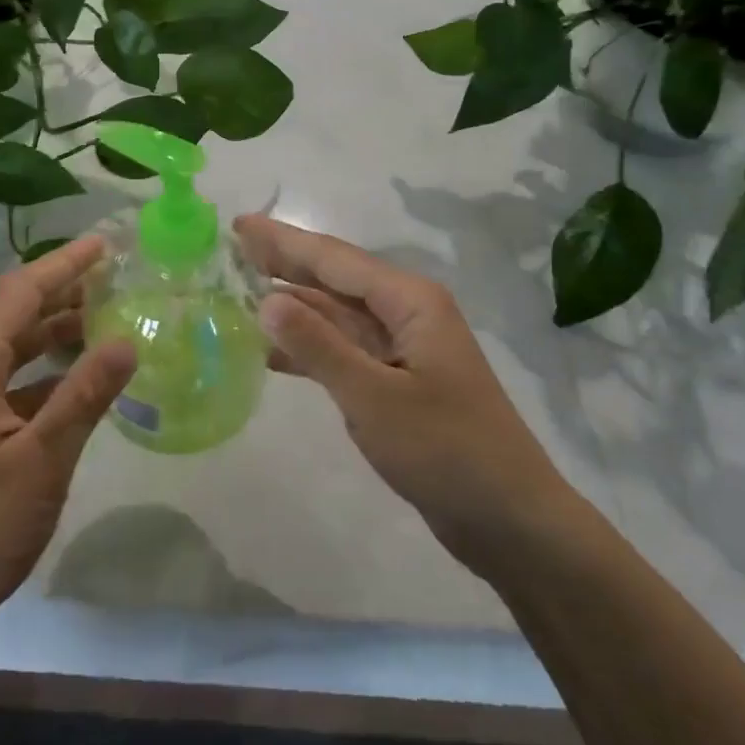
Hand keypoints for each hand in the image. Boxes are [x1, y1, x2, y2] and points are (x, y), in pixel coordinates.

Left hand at [0, 237, 135, 666]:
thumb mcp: (42, 461)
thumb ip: (85, 395)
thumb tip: (126, 339)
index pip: (19, 294)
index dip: (64, 265)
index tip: (105, 243)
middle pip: (15, 315)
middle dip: (64, 292)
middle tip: (117, 278)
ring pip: (14, 350)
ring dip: (57, 333)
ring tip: (108, 319)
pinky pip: (11, 384)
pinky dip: (47, 374)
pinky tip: (81, 381)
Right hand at [233, 214, 567, 564]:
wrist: (511, 521)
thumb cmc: (447, 451)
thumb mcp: (374, 397)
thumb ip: (318, 346)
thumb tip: (266, 300)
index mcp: (410, 301)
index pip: (334, 259)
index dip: (283, 240)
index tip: (239, 223)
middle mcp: (406, 313)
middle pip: (334, 279)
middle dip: (285, 262)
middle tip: (233, 246)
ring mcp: (402, 349)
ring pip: (336, 315)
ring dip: (292, 305)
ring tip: (240, 293)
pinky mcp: (397, 382)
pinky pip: (343, 350)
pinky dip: (308, 347)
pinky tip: (269, 352)